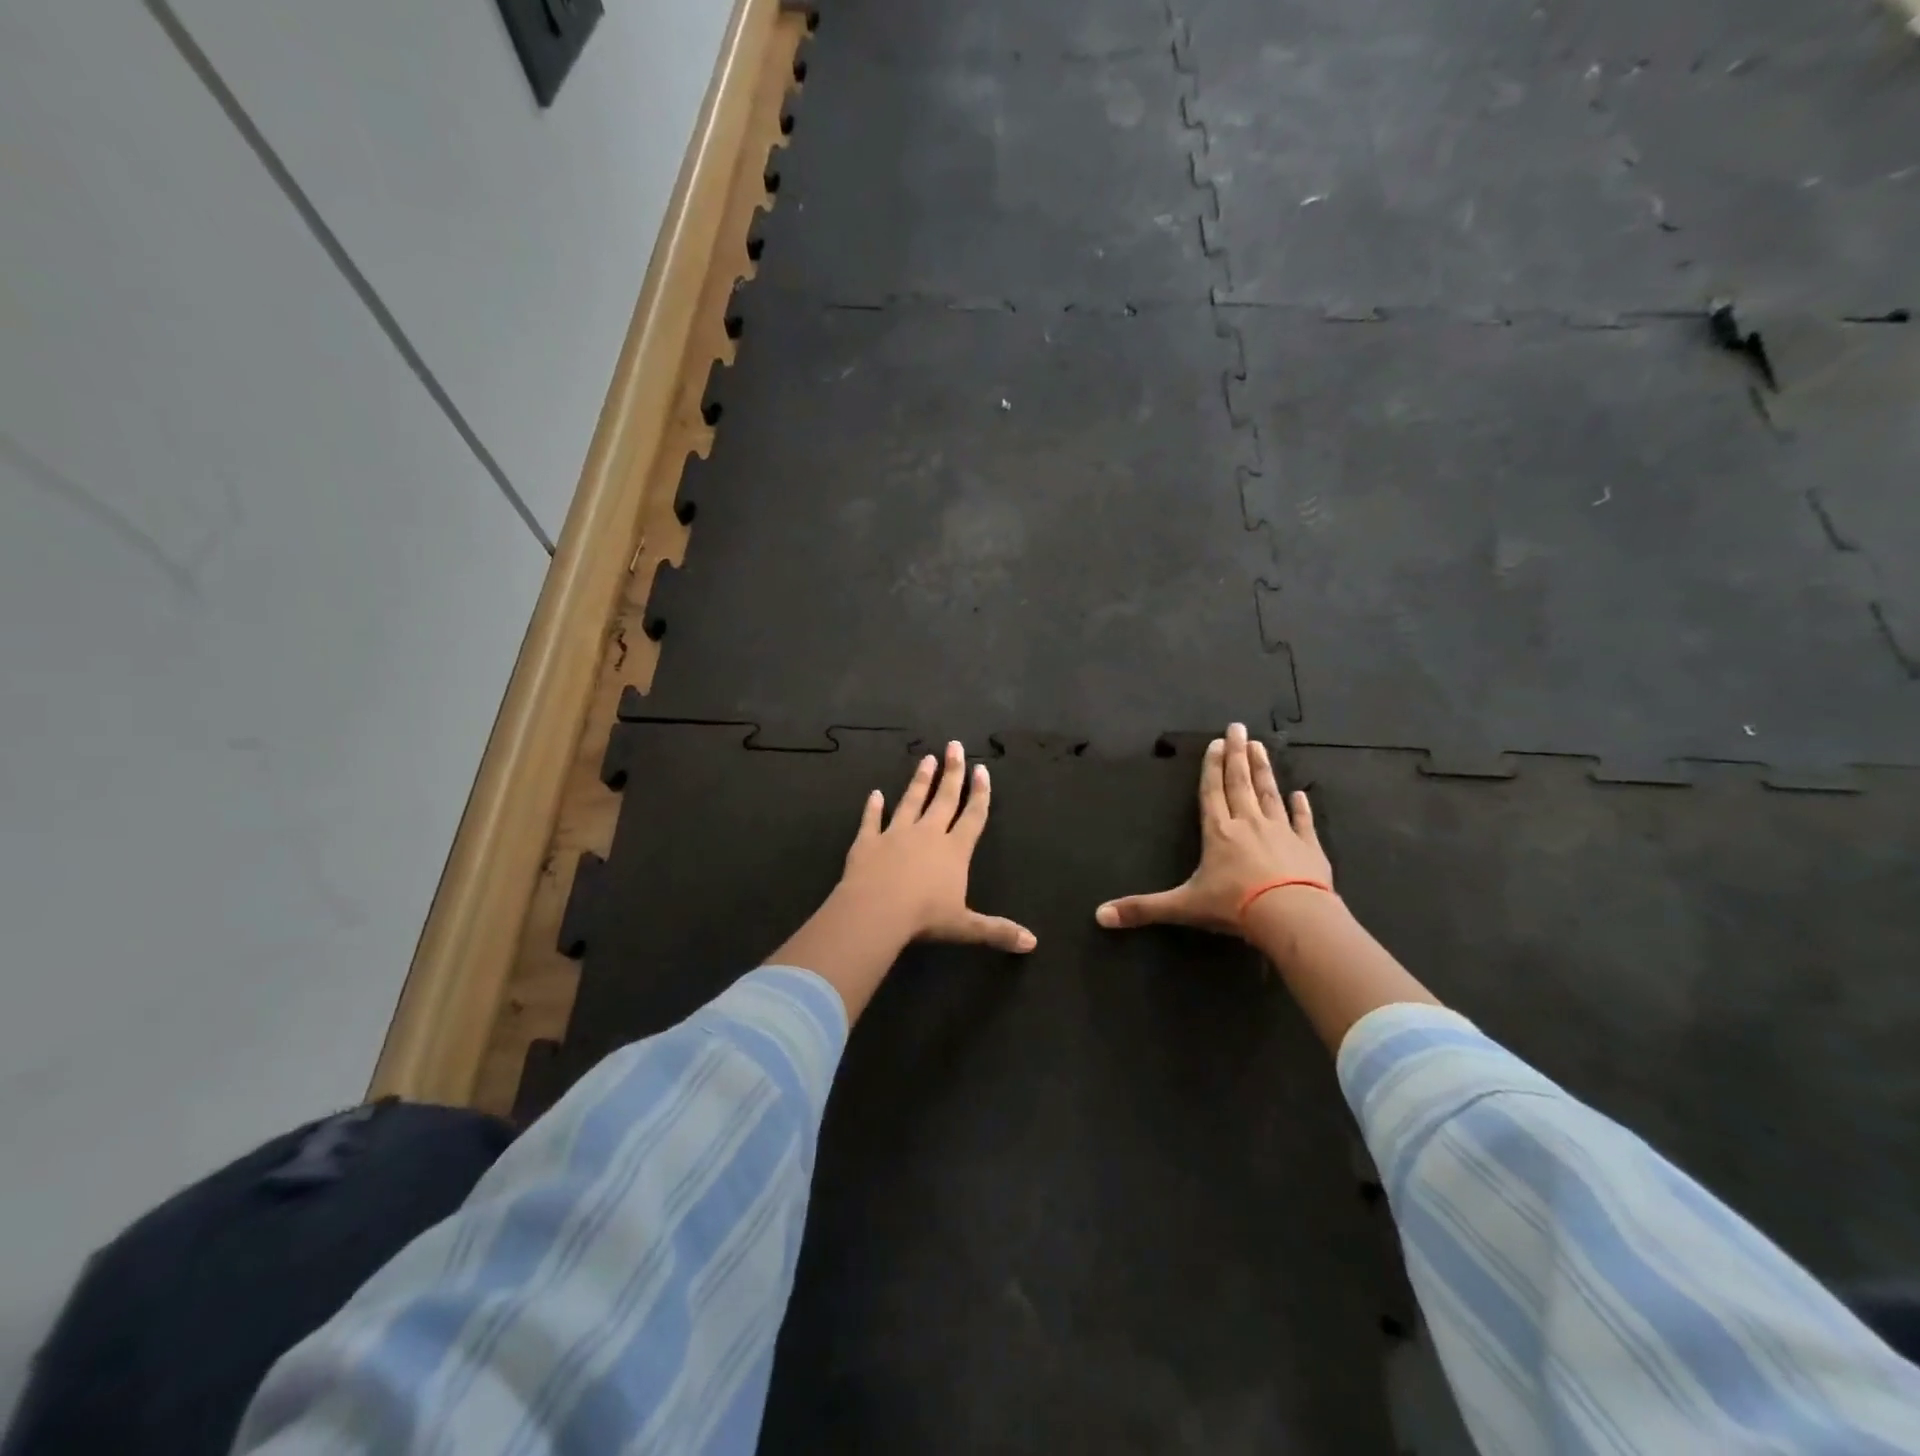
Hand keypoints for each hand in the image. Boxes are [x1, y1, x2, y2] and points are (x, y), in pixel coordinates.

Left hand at [838, 740, 1035, 952]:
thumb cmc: (925, 917)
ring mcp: (896, 834)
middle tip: (954, 746)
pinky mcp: (868, 841)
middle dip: (952, 772)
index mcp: (954, 850)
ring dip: (919, 780)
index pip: (973, 816)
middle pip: (944, 798)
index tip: (982, 770)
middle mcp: (928, 834)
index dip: (980, 793)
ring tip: (926, 758)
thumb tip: (1033, 943)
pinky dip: (873, 807)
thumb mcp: (965, 926)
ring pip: (911, 801)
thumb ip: (997, 930)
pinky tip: (875, 794)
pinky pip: (872, 820)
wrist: (877, 910)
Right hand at [1096, 722, 1330, 937]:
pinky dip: (1302, 807)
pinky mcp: (1308, 847)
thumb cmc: (1234, 905)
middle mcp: (1248, 824)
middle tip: (1239, 727)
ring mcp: (1281, 832)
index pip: (1212, 792)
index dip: (1212, 767)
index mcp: (1218, 832)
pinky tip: (1301, 793)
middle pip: (1240, 783)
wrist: (1292, 915)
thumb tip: (1100, 916)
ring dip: (1264, 770)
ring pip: (1269, 794)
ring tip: (1261, 747)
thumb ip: (1143, 909)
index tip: (1217, 742)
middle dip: (1237, 755)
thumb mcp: (1183, 907)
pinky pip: (1303, 822)